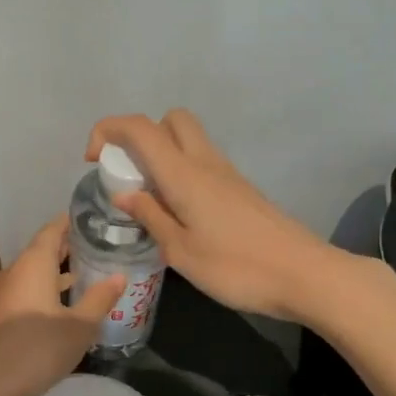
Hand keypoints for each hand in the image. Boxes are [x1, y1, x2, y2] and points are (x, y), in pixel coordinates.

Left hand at [0, 217, 122, 395]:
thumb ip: (100, 298)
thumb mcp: (80, 326)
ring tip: (86, 274)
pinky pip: (25, 292)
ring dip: (57, 272)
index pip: (53, 230)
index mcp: (33, 265)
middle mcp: (13, 272)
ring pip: (33, 274)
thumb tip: (120, 276)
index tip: (94, 219)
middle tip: (98, 246)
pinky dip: (45, 290)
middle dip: (68, 248)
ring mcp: (1, 295)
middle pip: (42, 250)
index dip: (72, 222)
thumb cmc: (38, 350)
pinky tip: (63, 306)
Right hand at [86, 110, 339, 321]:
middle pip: (170, 120)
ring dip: (161, 156)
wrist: (303, 275)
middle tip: (129, 175)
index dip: (108, 130)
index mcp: (184, 174)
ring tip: (150, 201)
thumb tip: (125, 194)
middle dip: (141, 136)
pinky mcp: (241, 190)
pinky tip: (179, 214)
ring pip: (188, 141)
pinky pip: (202, 164)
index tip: (92, 160)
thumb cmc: (237, 267)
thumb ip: (151, 217)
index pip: (139, 128)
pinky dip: (181, 174)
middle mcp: (206, 163)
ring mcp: (228, 174)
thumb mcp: (181, 251)